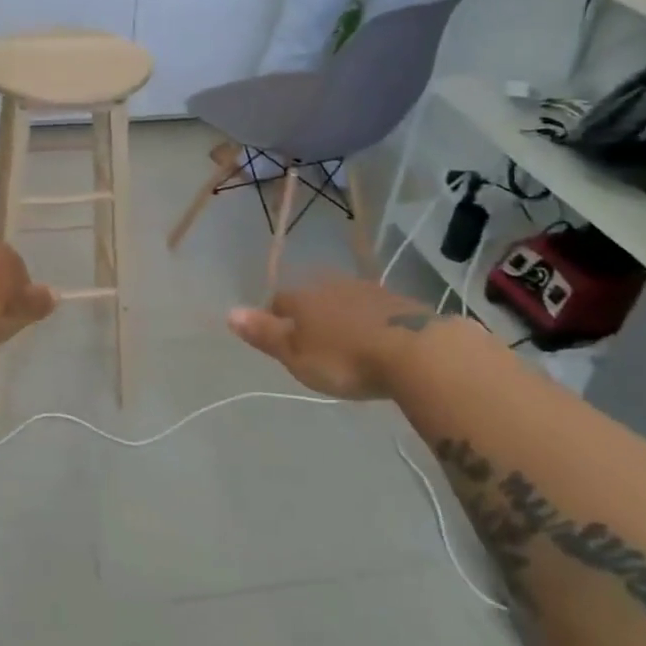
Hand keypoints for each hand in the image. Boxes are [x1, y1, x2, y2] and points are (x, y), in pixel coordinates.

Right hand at [228, 275, 442, 400]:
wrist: (416, 352)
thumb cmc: (345, 359)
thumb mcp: (296, 355)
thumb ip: (264, 334)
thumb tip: (229, 312)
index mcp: (304, 298)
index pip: (279, 300)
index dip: (274, 317)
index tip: (278, 338)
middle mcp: (333, 286)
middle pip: (312, 297)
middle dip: (309, 315)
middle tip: (311, 343)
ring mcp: (369, 291)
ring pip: (344, 300)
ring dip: (340, 317)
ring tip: (343, 343)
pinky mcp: (400, 304)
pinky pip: (374, 310)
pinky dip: (368, 323)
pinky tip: (374, 341)